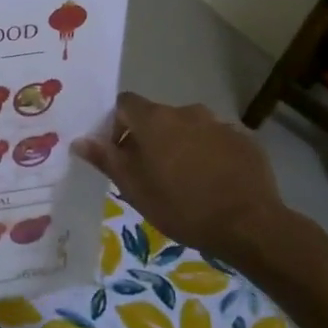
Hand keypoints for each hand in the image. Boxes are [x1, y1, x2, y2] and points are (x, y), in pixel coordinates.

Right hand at [73, 93, 294, 261]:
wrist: (248, 224)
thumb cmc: (181, 207)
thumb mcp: (134, 188)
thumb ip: (106, 159)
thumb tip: (80, 140)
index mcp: (154, 120)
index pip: (125, 104)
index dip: (117, 125)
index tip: (120, 153)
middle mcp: (186, 112)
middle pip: (157, 117)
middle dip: (149, 138)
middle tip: (151, 173)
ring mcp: (219, 123)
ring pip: (188, 128)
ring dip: (180, 145)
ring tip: (185, 180)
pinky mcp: (244, 139)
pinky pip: (216, 140)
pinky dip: (209, 154)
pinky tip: (213, 182)